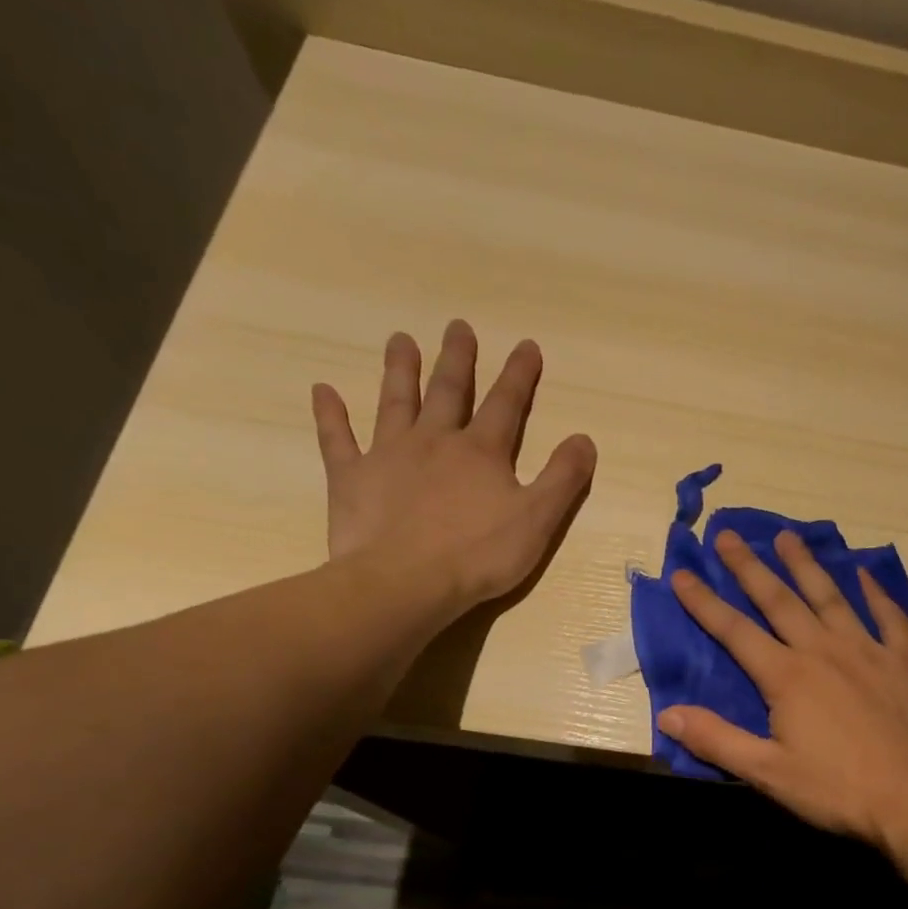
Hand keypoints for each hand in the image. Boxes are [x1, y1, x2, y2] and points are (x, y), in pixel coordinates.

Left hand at [312, 320, 595, 615]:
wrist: (406, 582)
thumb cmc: (479, 555)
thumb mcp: (538, 520)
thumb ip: (563, 478)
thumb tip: (584, 439)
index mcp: (482, 453)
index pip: (507, 405)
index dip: (519, 375)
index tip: (526, 345)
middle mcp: (435, 441)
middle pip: (449, 392)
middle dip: (458, 359)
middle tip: (459, 326)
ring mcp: (389, 456)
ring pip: (396, 402)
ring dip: (401, 371)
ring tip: (402, 340)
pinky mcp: (352, 478)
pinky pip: (337, 439)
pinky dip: (330, 415)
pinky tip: (323, 391)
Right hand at [658, 528, 907, 846]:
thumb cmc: (838, 789)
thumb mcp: (768, 773)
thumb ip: (717, 740)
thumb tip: (667, 713)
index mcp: (787, 676)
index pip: (735, 632)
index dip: (704, 603)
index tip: (683, 574)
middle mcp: (823, 651)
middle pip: (780, 600)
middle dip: (750, 567)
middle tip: (729, 535)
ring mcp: (868, 651)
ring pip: (831, 597)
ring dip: (806, 566)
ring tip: (787, 538)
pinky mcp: (904, 662)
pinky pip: (889, 617)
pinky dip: (876, 594)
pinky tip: (866, 574)